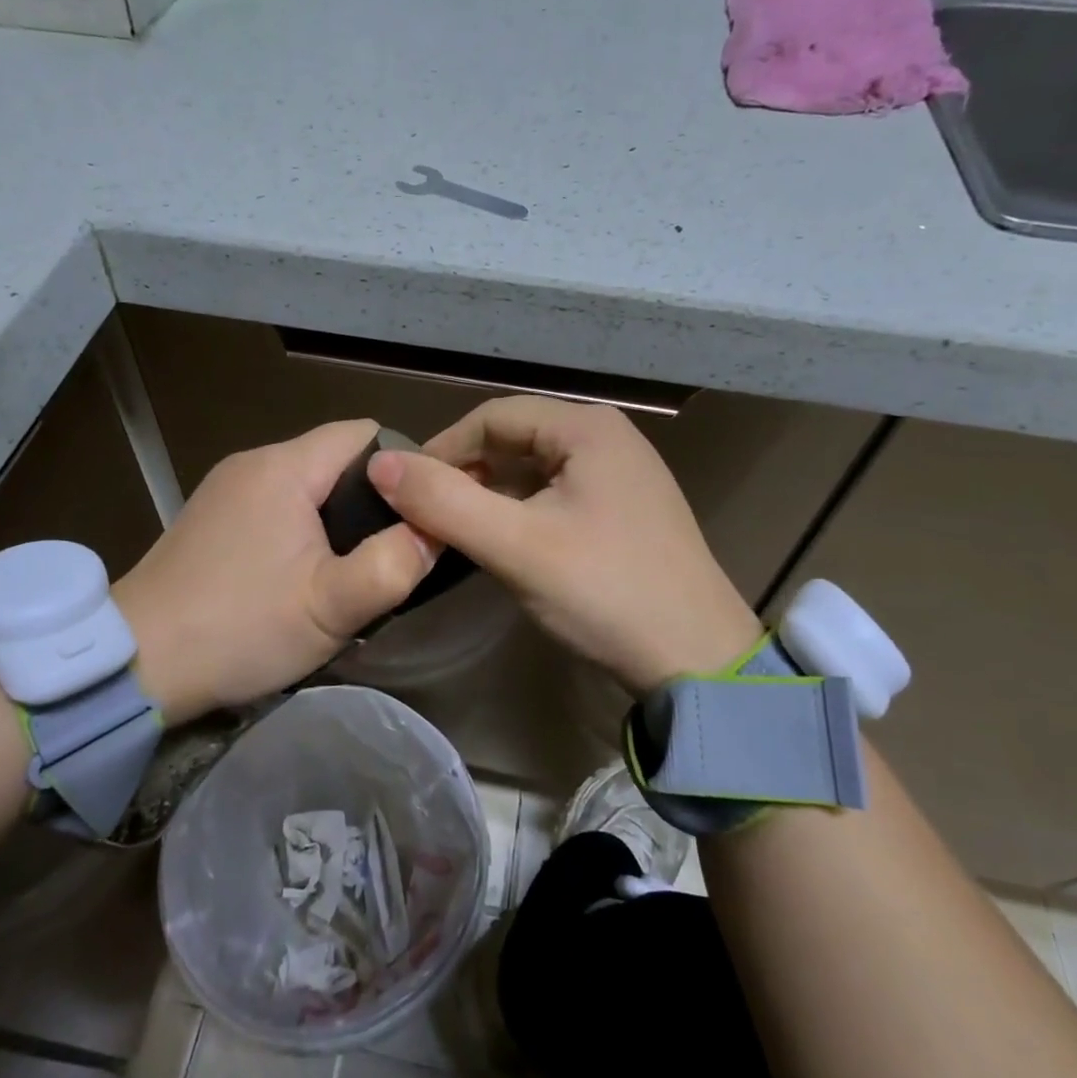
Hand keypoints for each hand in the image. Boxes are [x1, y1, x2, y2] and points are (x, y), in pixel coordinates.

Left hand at [112, 420, 435, 723]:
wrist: (135, 664)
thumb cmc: (239, 628)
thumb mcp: (331, 608)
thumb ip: (393, 565)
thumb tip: (435, 530)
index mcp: (285, 467)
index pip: (365, 435)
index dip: (403, 468)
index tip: (419, 515)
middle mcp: (254, 462)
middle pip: (337, 459)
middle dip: (372, 500)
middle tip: (389, 552)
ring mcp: (226, 488)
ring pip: (307, 484)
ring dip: (336, 518)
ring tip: (349, 568)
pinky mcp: (211, 516)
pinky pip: (276, 504)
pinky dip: (301, 528)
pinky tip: (300, 574)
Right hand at [367, 396, 761, 694]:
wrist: (697, 661)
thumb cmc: (605, 592)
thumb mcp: (516, 546)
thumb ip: (444, 502)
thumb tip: (379, 463)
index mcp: (587, 428)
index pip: (492, 416)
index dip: (442, 448)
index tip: (404, 490)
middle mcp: (607, 438)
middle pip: (513, 440)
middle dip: (465, 473)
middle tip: (426, 516)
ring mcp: (620, 475)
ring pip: (532, 470)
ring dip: (490, 495)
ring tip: (455, 531)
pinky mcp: (623, 511)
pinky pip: (555, 495)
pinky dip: (520, 512)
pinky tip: (501, 543)